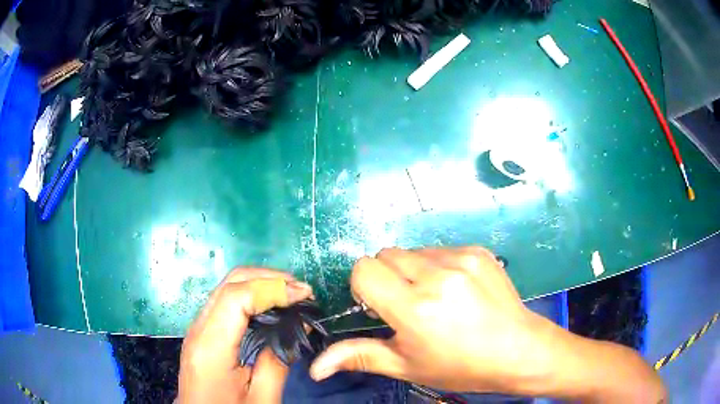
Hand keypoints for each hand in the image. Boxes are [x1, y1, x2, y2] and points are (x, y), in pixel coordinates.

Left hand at [178, 268, 312, 403]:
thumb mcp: (262, 398)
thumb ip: (278, 361)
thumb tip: (297, 325)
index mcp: (211, 346)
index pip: (236, 296)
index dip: (272, 288)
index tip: (305, 294)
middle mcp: (198, 329)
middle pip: (229, 283)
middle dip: (268, 278)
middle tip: (301, 290)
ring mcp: (197, 329)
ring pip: (226, 288)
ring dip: (259, 284)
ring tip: (290, 295)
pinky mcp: (201, 333)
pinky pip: (224, 302)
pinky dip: (250, 296)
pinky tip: (269, 307)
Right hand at [308, 247, 559, 392]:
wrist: (518, 350)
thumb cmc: (460, 366)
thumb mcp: (407, 366)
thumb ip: (359, 357)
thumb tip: (316, 367)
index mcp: (414, 308)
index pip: (364, 268)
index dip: (363, 286)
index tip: (378, 306)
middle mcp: (436, 276)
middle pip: (386, 254)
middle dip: (387, 277)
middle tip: (407, 304)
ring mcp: (461, 259)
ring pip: (413, 251)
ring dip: (412, 271)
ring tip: (435, 298)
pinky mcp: (478, 251)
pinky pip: (440, 249)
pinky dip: (438, 266)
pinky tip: (457, 289)